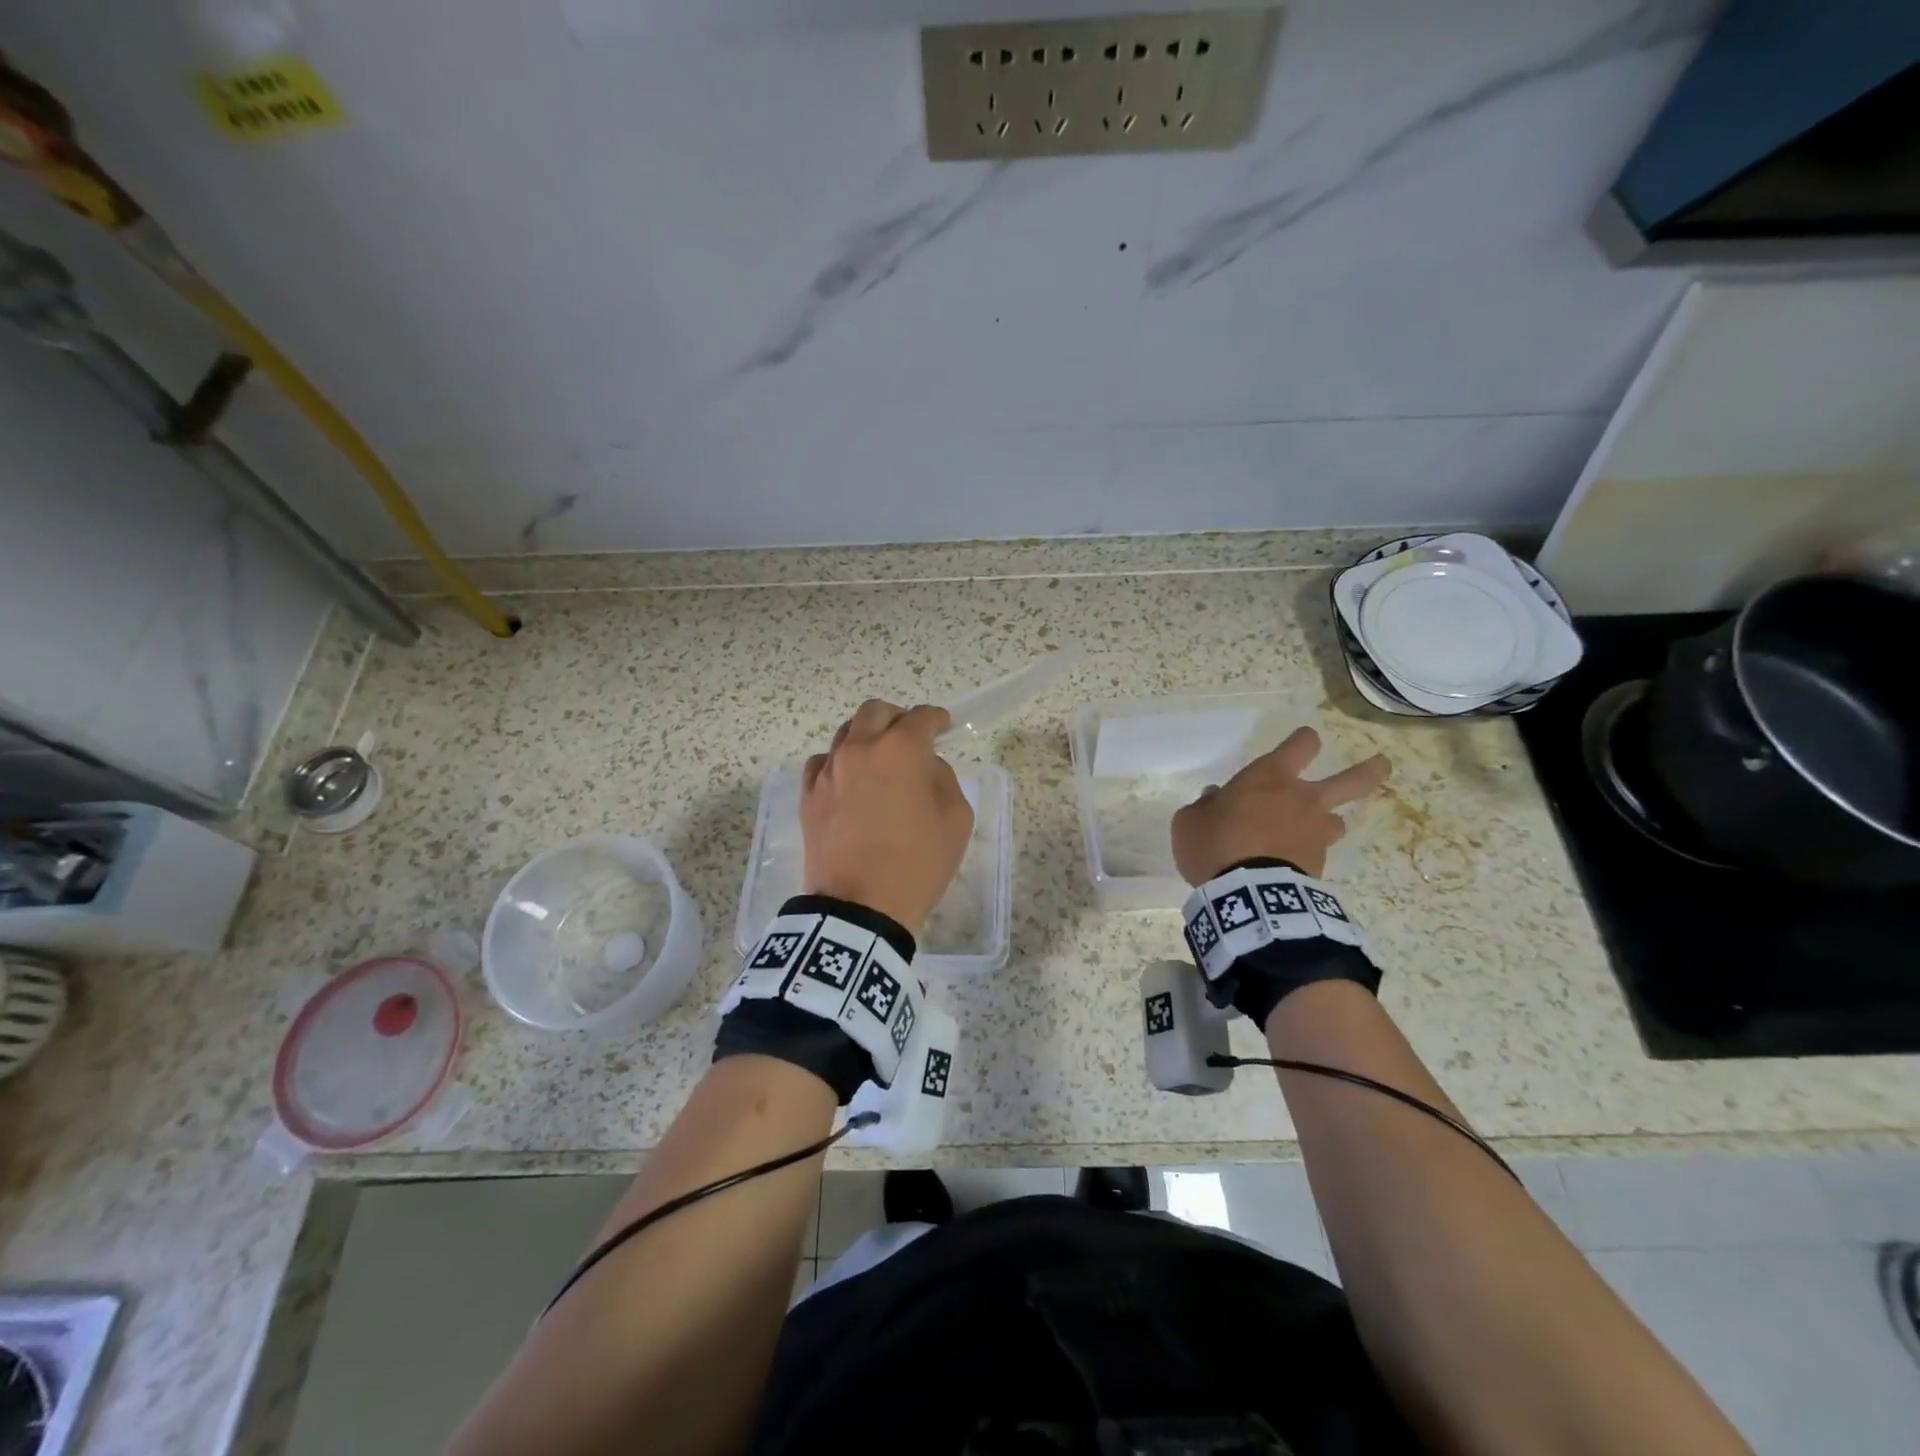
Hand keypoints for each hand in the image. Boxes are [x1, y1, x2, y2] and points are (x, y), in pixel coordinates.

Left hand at [801, 700, 973, 936]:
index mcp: (901, 750)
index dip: (937, 719)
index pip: (922, 717)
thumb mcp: (956, 820)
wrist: (860, 908)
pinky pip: (822, 762)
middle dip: (897, 718)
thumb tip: (924, 767)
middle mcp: (860, 749)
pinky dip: (839, 763)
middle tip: (910, 738)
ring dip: (867, 737)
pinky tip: (849, 782)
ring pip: (845, 732)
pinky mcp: (808, 795)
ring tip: (879, 761)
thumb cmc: (917, 864)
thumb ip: (943, 779)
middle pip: (876, 712)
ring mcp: (829, 770)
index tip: (944, 727)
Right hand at [1171, 727, 1391, 882]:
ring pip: (1339, 821)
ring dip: (1330, 822)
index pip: (1300, 744)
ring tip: (1318, 831)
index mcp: (1269, 777)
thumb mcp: (1191, 820)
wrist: (1245, 893)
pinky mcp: (1319, 865)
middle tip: (1382, 764)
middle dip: (1370, 770)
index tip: (1304, 740)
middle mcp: (1302, 798)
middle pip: (1352, 778)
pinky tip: (1293, 866)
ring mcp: (1316, 833)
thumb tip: (1216, 798)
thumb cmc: (1214, 843)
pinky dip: (1308, 855)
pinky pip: (1318, 853)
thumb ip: (1205, 806)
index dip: (1303, 740)